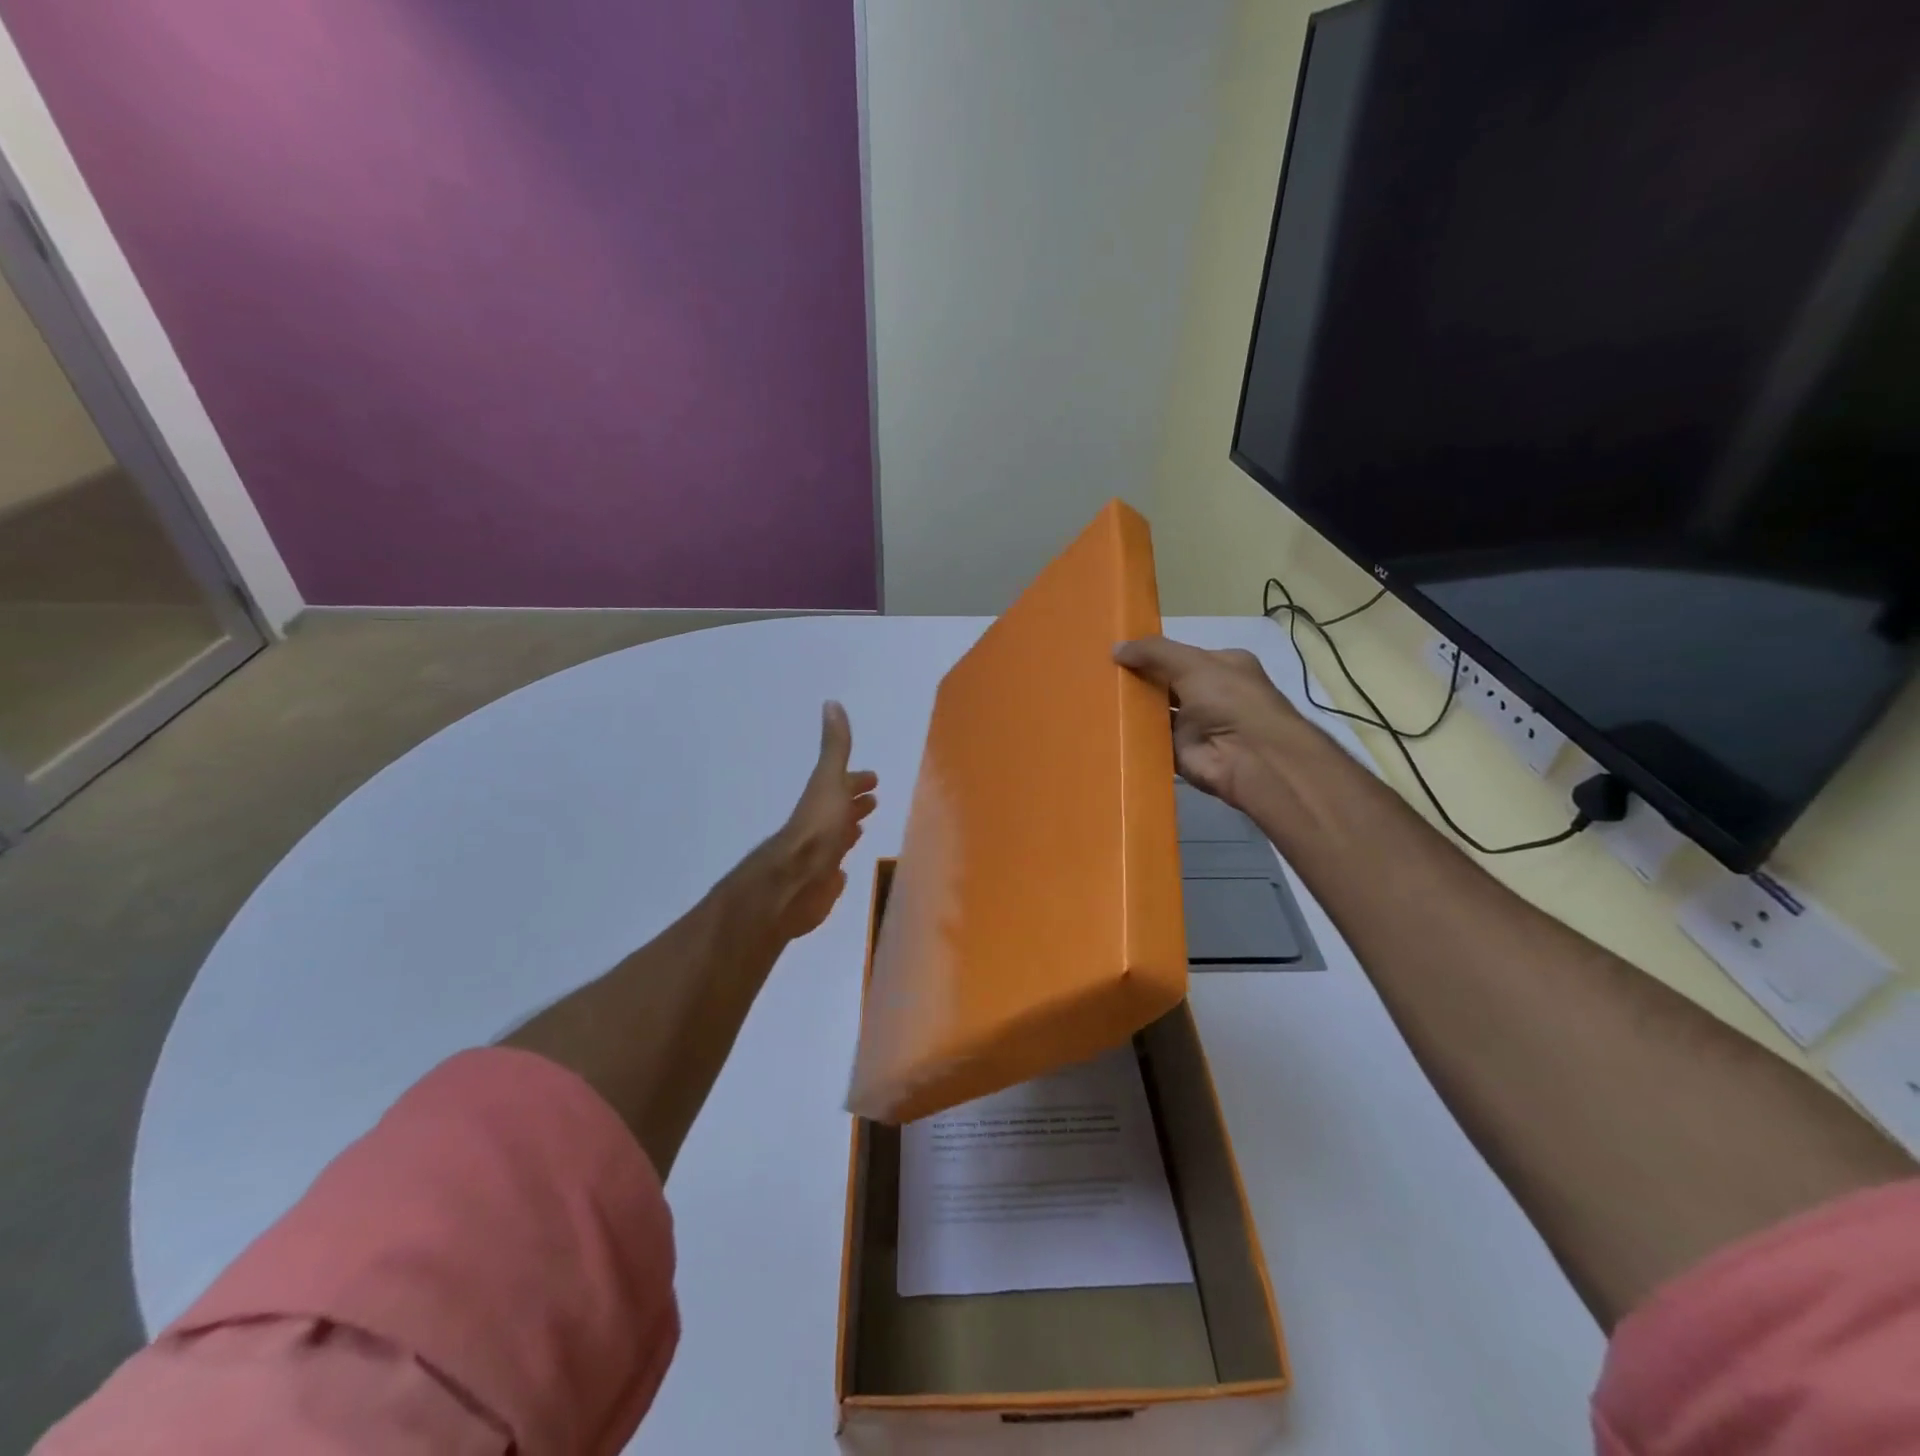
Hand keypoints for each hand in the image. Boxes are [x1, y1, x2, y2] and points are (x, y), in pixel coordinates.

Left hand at [758, 701, 878, 940]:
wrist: (794, 882)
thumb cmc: (817, 829)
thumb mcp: (828, 781)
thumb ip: (834, 747)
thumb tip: (831, 702)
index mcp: (823, 800)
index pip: (843, 785)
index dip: (857, 781)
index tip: (873, 779)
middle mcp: (819, 825)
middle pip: (839, 810)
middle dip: (854, 803)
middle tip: (872, 800)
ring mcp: (819, 855)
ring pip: (837, 838)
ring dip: (848, 831)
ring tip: (861, 828)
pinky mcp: (821, 884)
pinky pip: (833, 870)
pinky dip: (840, 864)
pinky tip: (843, 871)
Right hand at [1114, 636, 1306, 810]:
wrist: (1250, 758)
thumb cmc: (1229, 700)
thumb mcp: (1192, 663)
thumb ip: (1154, 652)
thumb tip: (1115, 648)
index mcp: (1221, 667)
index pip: (1180, 656)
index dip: (1151, 654)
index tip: (1117, 653)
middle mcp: (1209, 695)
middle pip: (1165, 684)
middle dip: (1137, 680)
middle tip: (1098, 675)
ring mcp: (1195, 726)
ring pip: (1156, 713)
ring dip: (1132, 709)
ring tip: (1093, 698)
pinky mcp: (1180, 753)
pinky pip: (1151, 741)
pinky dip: (1132, 737)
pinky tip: (1105, 727)